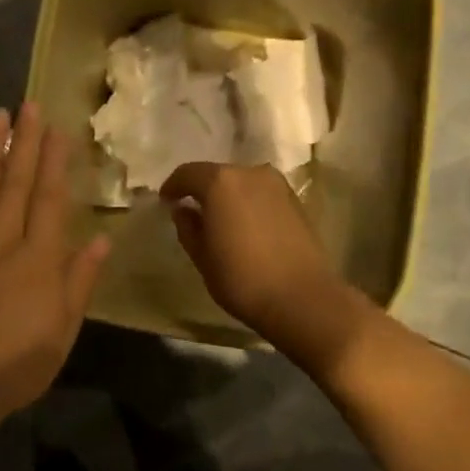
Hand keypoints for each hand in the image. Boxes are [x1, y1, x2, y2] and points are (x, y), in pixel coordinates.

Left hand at [0, 102, 109, 457]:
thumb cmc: (18, 363)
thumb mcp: (63, 329)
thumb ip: (80, 280)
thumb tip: (102, 240)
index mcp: (38, 257)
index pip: (49, 198)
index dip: (54, 161)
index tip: (57, 129)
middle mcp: (1, 239)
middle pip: (15, 182)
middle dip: (24, 142)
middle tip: (29, 106)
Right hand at [160, 162, 365, 372]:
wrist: (303, 298)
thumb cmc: (242, 278)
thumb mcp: (203, 257)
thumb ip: (188, 227)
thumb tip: (183, 210)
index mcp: (221, 182)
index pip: (187, 173)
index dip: (173, 186)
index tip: (166, 202)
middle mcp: (250, 172)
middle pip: (217, 174)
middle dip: (202, 190)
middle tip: (192, 212)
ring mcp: (277, 184)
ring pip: (242, 183)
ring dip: (228, 196)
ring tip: (220, 221)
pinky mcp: (295, 200)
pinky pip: (261, 194)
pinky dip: (248, 203)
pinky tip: (245, 226)